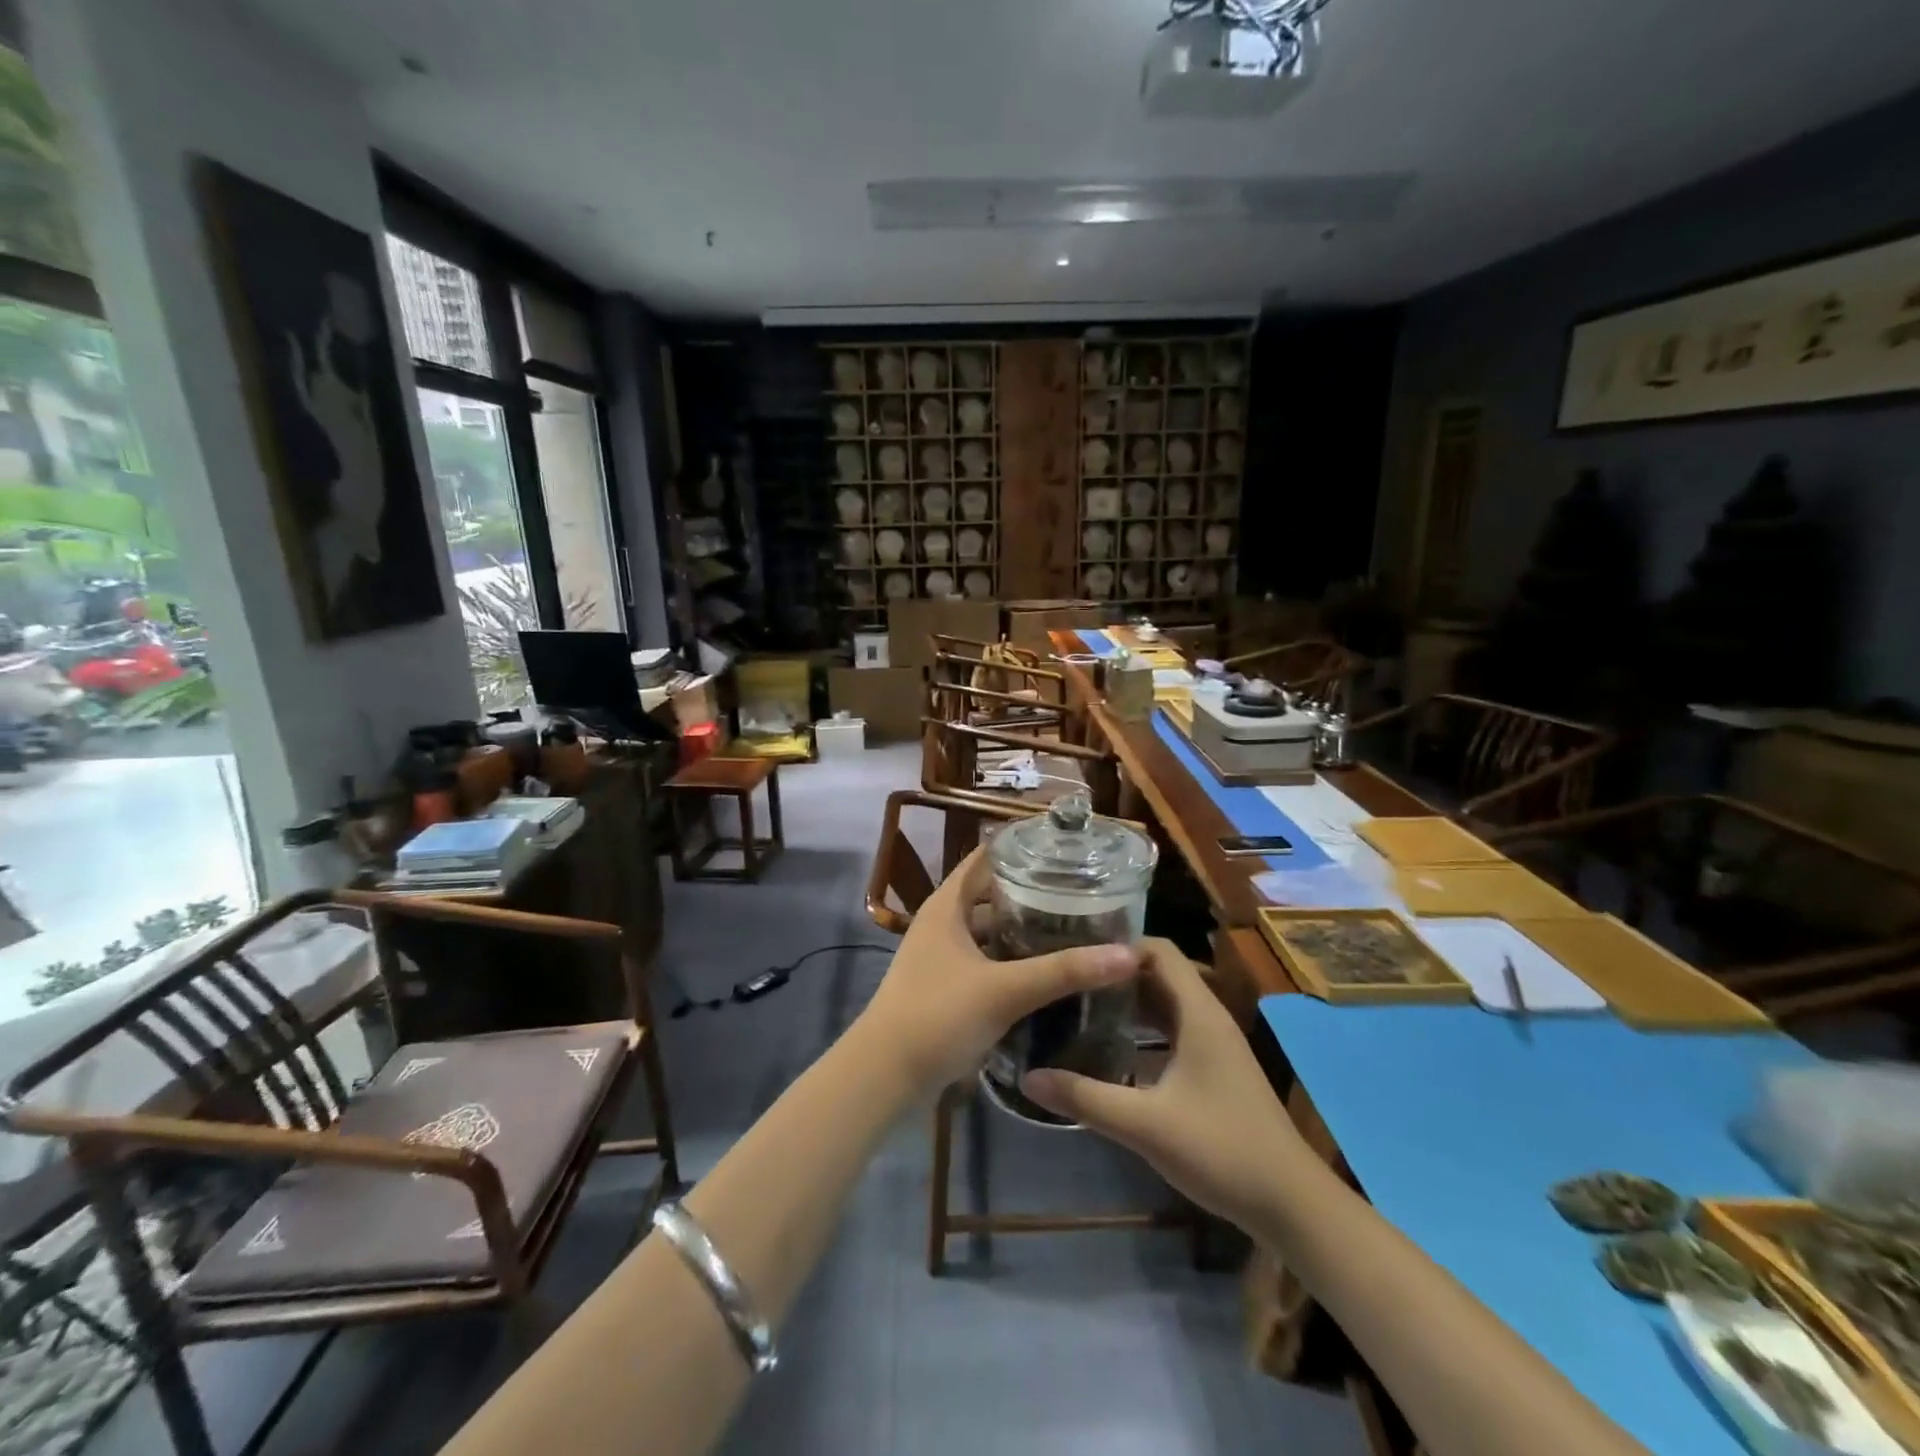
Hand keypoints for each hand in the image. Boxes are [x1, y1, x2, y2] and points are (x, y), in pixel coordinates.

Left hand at [857, 849, 1141, 1097]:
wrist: (885, 1075)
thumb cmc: (937, 1016)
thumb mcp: (1004, 989)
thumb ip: (1064, 971)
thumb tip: (1129, 954)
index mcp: (947, 905)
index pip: (986, 857)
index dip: (1022, 846)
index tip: (1066, 845)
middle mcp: (943, 922)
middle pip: (992, 893)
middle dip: (1033, 890)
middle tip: (1083, 889)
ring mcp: (943, 956)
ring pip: (991, 929)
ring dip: (1024, 928)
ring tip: (1074, 926)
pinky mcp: (948, 987)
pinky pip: (988, 960)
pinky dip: (1014, 959)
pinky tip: (1047, 970)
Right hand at [1020, 938, 1306, 1232]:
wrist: (1291, 1205)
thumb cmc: (1222, 1151)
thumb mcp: (1145, 1125)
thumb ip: (1086, 1097)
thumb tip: (1028, 1077)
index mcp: (1198, 1013)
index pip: (1159, 950)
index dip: (1119, 945)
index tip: (1076, 953)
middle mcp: (1208, 1018)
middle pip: (1160, 974)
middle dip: (1116, 973)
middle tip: (1068, 979)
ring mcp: (1214, 1044)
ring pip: (1166, 1004)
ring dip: (1128, 1002)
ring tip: (1079, 1007)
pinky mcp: (1215, 1069)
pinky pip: (1173, 1031)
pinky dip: (1143, 1029)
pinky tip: (1112, 1049)